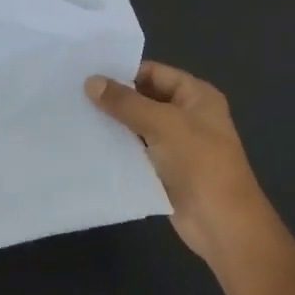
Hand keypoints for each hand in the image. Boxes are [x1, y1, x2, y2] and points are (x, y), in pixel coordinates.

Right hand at [85, 61, 275, 265]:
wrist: (220, 222)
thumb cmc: (199, 163)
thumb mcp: (163, 124)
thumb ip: (126, 102)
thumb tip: (91, 81)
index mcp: (197, 96)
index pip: (155, 73)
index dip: (124, 72)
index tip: (88, 73)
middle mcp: (187, 115)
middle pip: (145, 98)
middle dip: (115, 98)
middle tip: (74, 94)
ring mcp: (176, 144)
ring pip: (138, 126)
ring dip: (113, 123)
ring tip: (75, 115)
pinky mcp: (164, 170)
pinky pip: (136, 151)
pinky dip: (117, 147)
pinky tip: (89, 143)